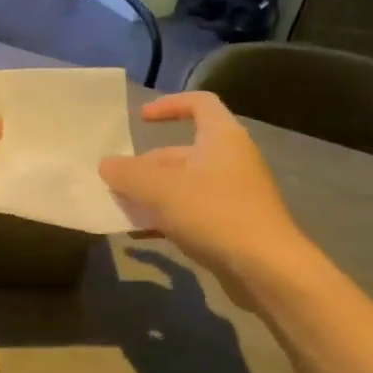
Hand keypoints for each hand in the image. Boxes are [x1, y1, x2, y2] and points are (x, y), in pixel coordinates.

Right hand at [99, 93, 306, 301]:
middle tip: (116, 184)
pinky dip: (166, 218)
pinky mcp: (231, 225)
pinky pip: (191, 213)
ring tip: (121, 210)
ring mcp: (232, 194)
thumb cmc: (215, 213)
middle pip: (182, 153)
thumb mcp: (162, 190)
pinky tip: (140, 235)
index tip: (141, 119)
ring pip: (183, 186)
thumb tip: (106, 163)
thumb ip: (129, 174)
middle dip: (146, 167)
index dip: (169, 105)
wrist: (266, 268)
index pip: (199, 104)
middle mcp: (230, 160)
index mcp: (221, 137)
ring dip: (152, 195)